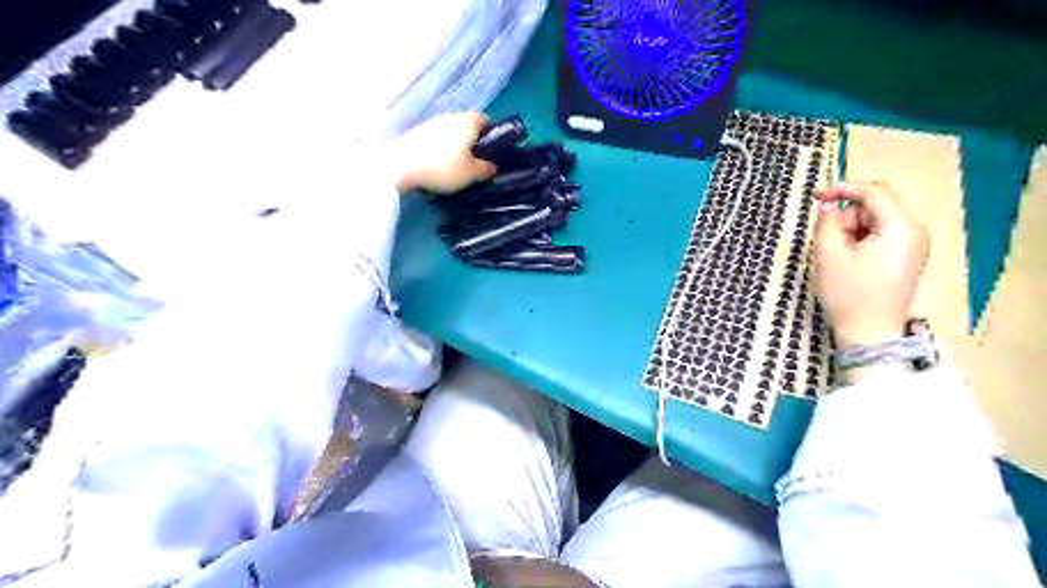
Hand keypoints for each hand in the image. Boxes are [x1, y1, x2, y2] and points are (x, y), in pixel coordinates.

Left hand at [384, 112, 497, 194]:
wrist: (399, 167)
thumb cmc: (443, 168)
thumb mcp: (472, 174)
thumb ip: (486, 169)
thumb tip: (492, 166)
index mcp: (468, 121)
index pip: (486, 121)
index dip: (492, 135)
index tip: (493, 151)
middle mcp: (450, 116)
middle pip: (467, 126)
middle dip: (473, 142)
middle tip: (476, 163)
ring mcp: (431, 123)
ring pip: (450, 133)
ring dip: (455, 147)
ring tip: (456, 168)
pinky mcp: (416, 134)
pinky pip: (436, 141)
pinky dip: (440, 151)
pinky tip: (438, 168)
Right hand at [813, 182, 926, 347]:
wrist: (869, 334)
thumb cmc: (849, 294)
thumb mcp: (829, 255)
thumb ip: (826, 223)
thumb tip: (828, 205)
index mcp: (901, 228)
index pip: (874, 192)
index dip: (842, 189)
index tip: (815, 197)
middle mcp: (914, 232)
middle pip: (874, 207)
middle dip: (846, 219)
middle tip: (829, 244)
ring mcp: (913, 246)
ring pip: (874, 222)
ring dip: (850, 232)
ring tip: (838, 258)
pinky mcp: (905, 258)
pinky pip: (879, 236)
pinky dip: (859, 242)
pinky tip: (848, 263)